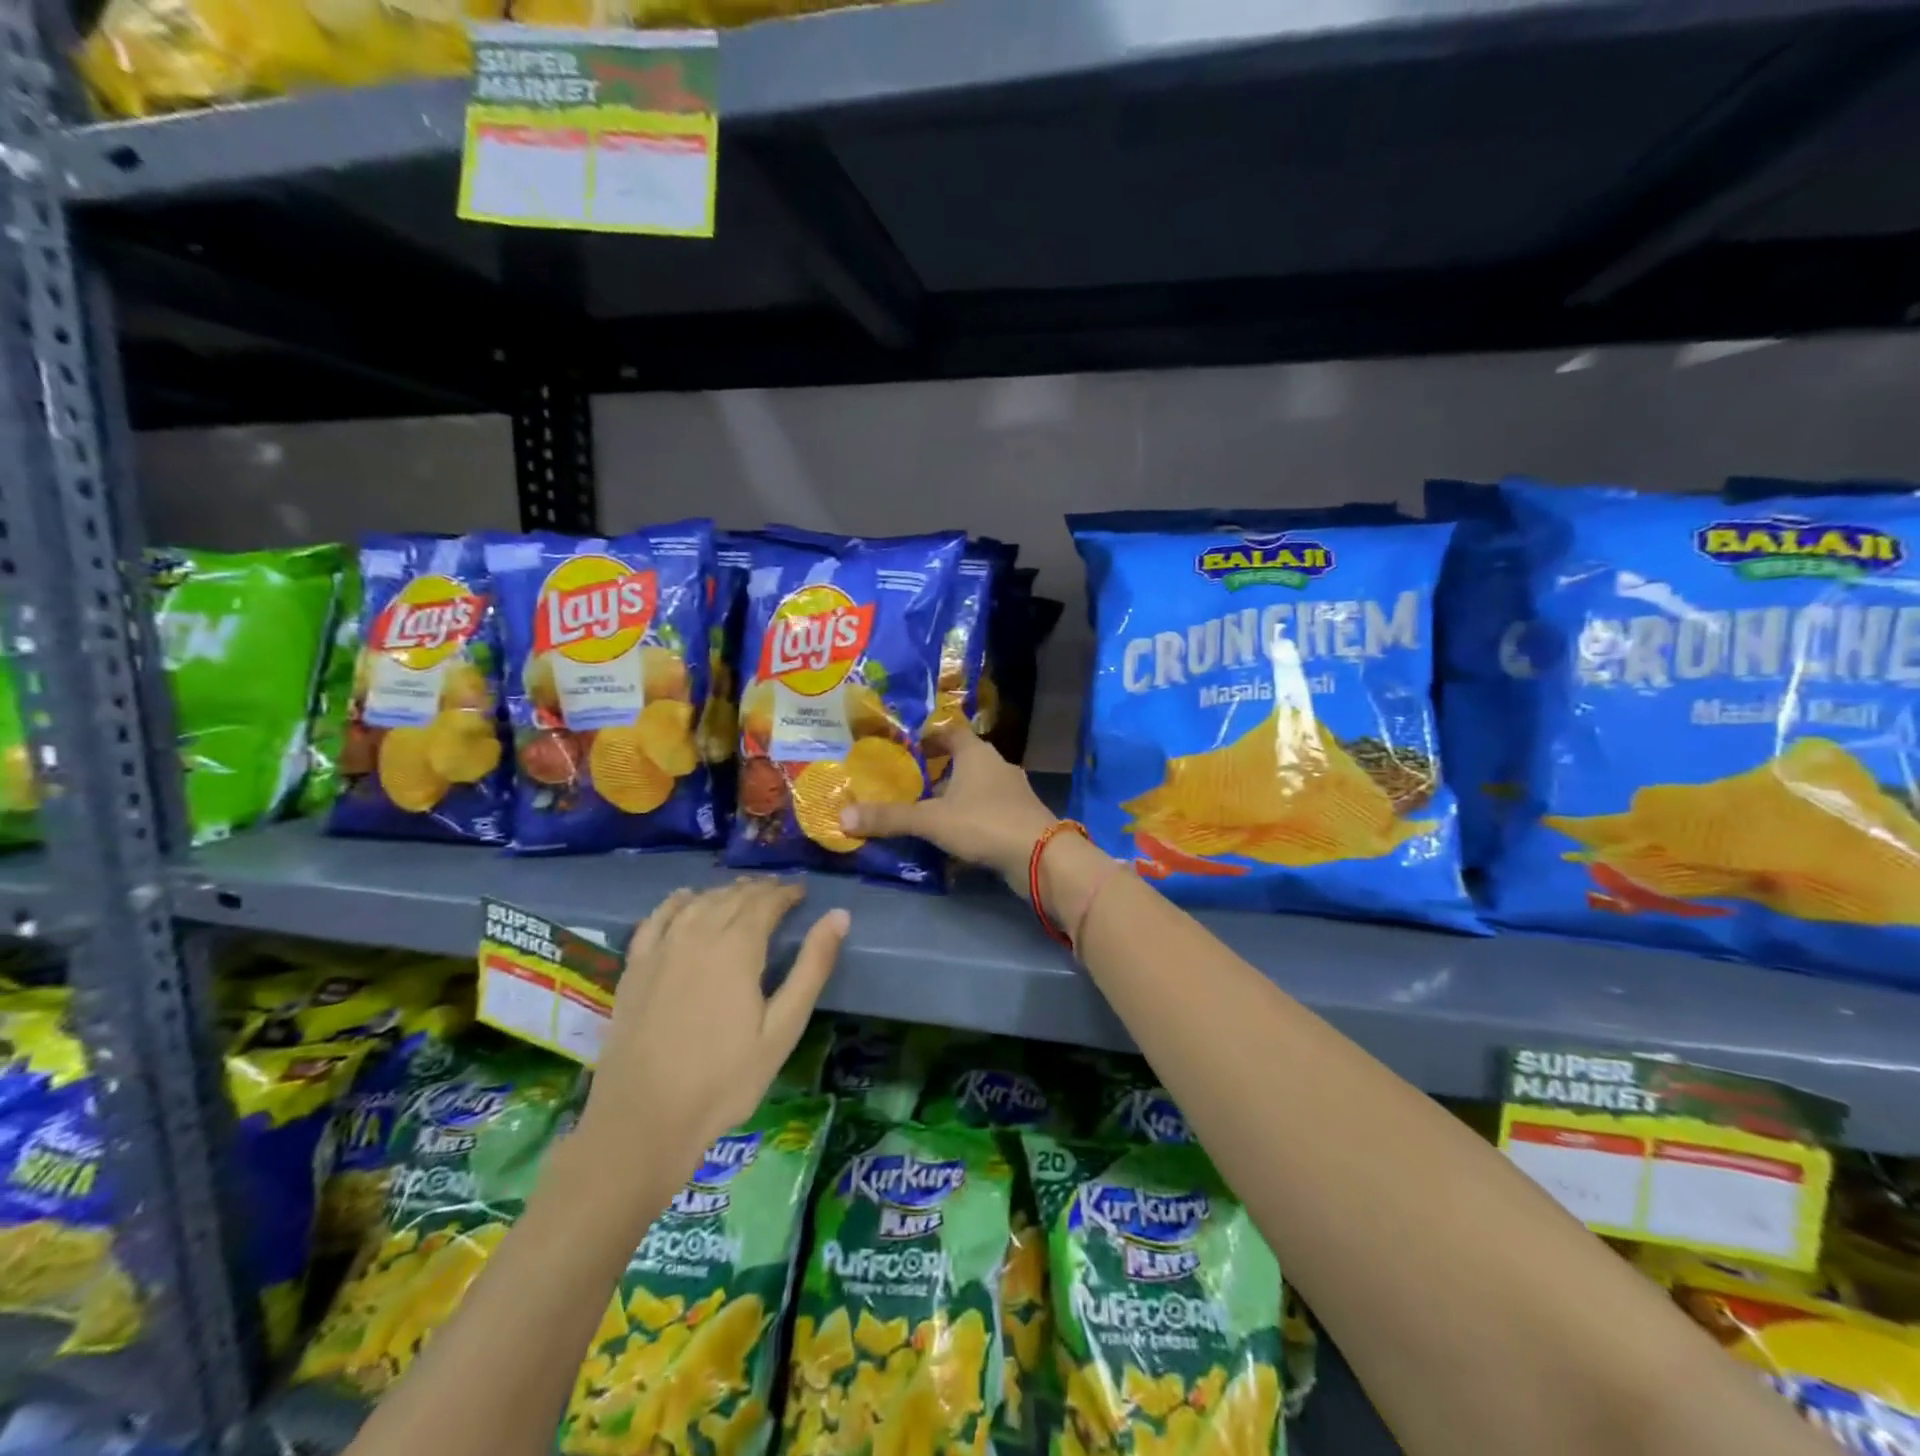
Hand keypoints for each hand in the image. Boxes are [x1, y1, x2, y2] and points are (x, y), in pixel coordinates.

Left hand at [579, 879, 848, 1182]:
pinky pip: (657, 919)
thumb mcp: (782, 1028)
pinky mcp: (634, 967)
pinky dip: (676, 903)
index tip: (802, 892)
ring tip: (742, 893)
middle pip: (732, 897)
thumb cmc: (724, 1079)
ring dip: (724, 892)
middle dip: (759, 890)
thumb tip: (839, 916)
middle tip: (779, 892)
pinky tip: (685, 899)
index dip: (786, 892)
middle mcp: (698, 935)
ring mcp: (661, 949)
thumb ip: (811, 967)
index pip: (766, 902)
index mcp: (737, 947)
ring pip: (698, 902)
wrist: (643, 1119)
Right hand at [840, 723, 1057, 892]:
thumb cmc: (985, 824)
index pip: (950, 731)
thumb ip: (890, 818)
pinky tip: (952, 836)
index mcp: (977, 753)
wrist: (1042, 857)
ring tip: (924, 810)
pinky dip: (969, 817)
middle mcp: (997, 766)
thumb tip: (842, 817)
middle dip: (936, 769)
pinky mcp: (1019, 818)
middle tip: (906, 781)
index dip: (928, 735)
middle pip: (962, 759)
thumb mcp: (931, 820)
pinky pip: (987, 810)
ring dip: (953, 796)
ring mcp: (1012, 792)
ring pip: (975, 787)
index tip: (904, 745)